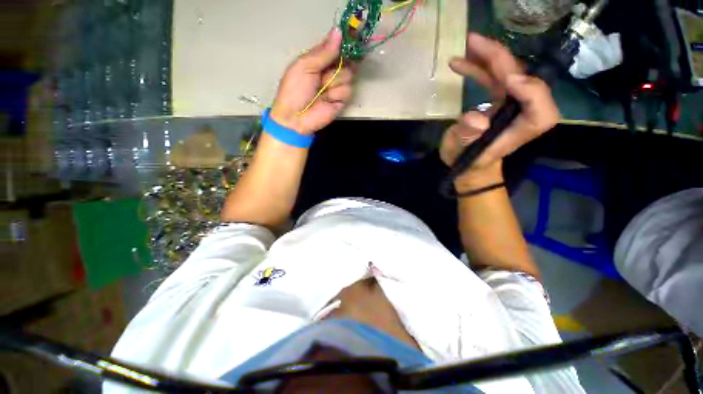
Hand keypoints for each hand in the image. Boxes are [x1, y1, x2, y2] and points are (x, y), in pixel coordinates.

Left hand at [270, 28, 355, 135]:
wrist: (296, 118)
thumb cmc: (295, 90)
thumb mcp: (304, 66)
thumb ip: (323, 52)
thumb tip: (338, 31)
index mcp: (319, 60)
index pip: (336, 47)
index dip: (344, 44)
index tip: (352, 37)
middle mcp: (330, 71)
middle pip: (347, 60)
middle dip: (338, 65)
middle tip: (325, 73)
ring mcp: (337, 86)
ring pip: (348, 75)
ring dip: (334, 81)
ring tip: (322, 90)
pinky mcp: (342, 100)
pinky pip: (347, 90)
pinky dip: (337, 94)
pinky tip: (328, 99)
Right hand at [440, 34, 559, 178]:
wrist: (470, 163)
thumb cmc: (468, 162)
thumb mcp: (463, 154)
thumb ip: (468, 137)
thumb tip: (475, 118)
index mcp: (520, 129)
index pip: (541, 108)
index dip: (531, 91)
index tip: (508, 81)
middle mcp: (522, 112)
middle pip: (523, 80)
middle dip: (501, 59)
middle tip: (474, 43)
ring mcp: (512, 103)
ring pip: (508, 73)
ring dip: (488, 57)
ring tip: (466, 46)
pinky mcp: (501, 99)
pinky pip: (495, 77)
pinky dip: (480, 67)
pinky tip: (462, 62)